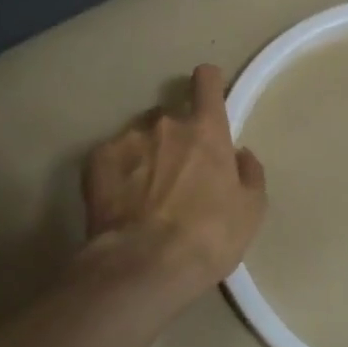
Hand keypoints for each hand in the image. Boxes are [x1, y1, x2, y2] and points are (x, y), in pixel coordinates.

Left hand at [80, 64, 266, 304]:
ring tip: (145, 193)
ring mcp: (127, 139)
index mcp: (206, 130)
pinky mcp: (96, 161)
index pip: (206, 81)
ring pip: (139, 136)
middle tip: (176, 173)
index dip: (208, 84)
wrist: (144, 265)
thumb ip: (249, 173)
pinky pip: (111, 157)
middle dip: (174, 136)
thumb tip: (240, 155)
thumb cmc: (209, 236)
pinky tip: (121, 201)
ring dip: (145, 154)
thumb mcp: (251, 210)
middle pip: (171, 115)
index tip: (207, 96)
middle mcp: (165, 123)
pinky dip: (118, 172)